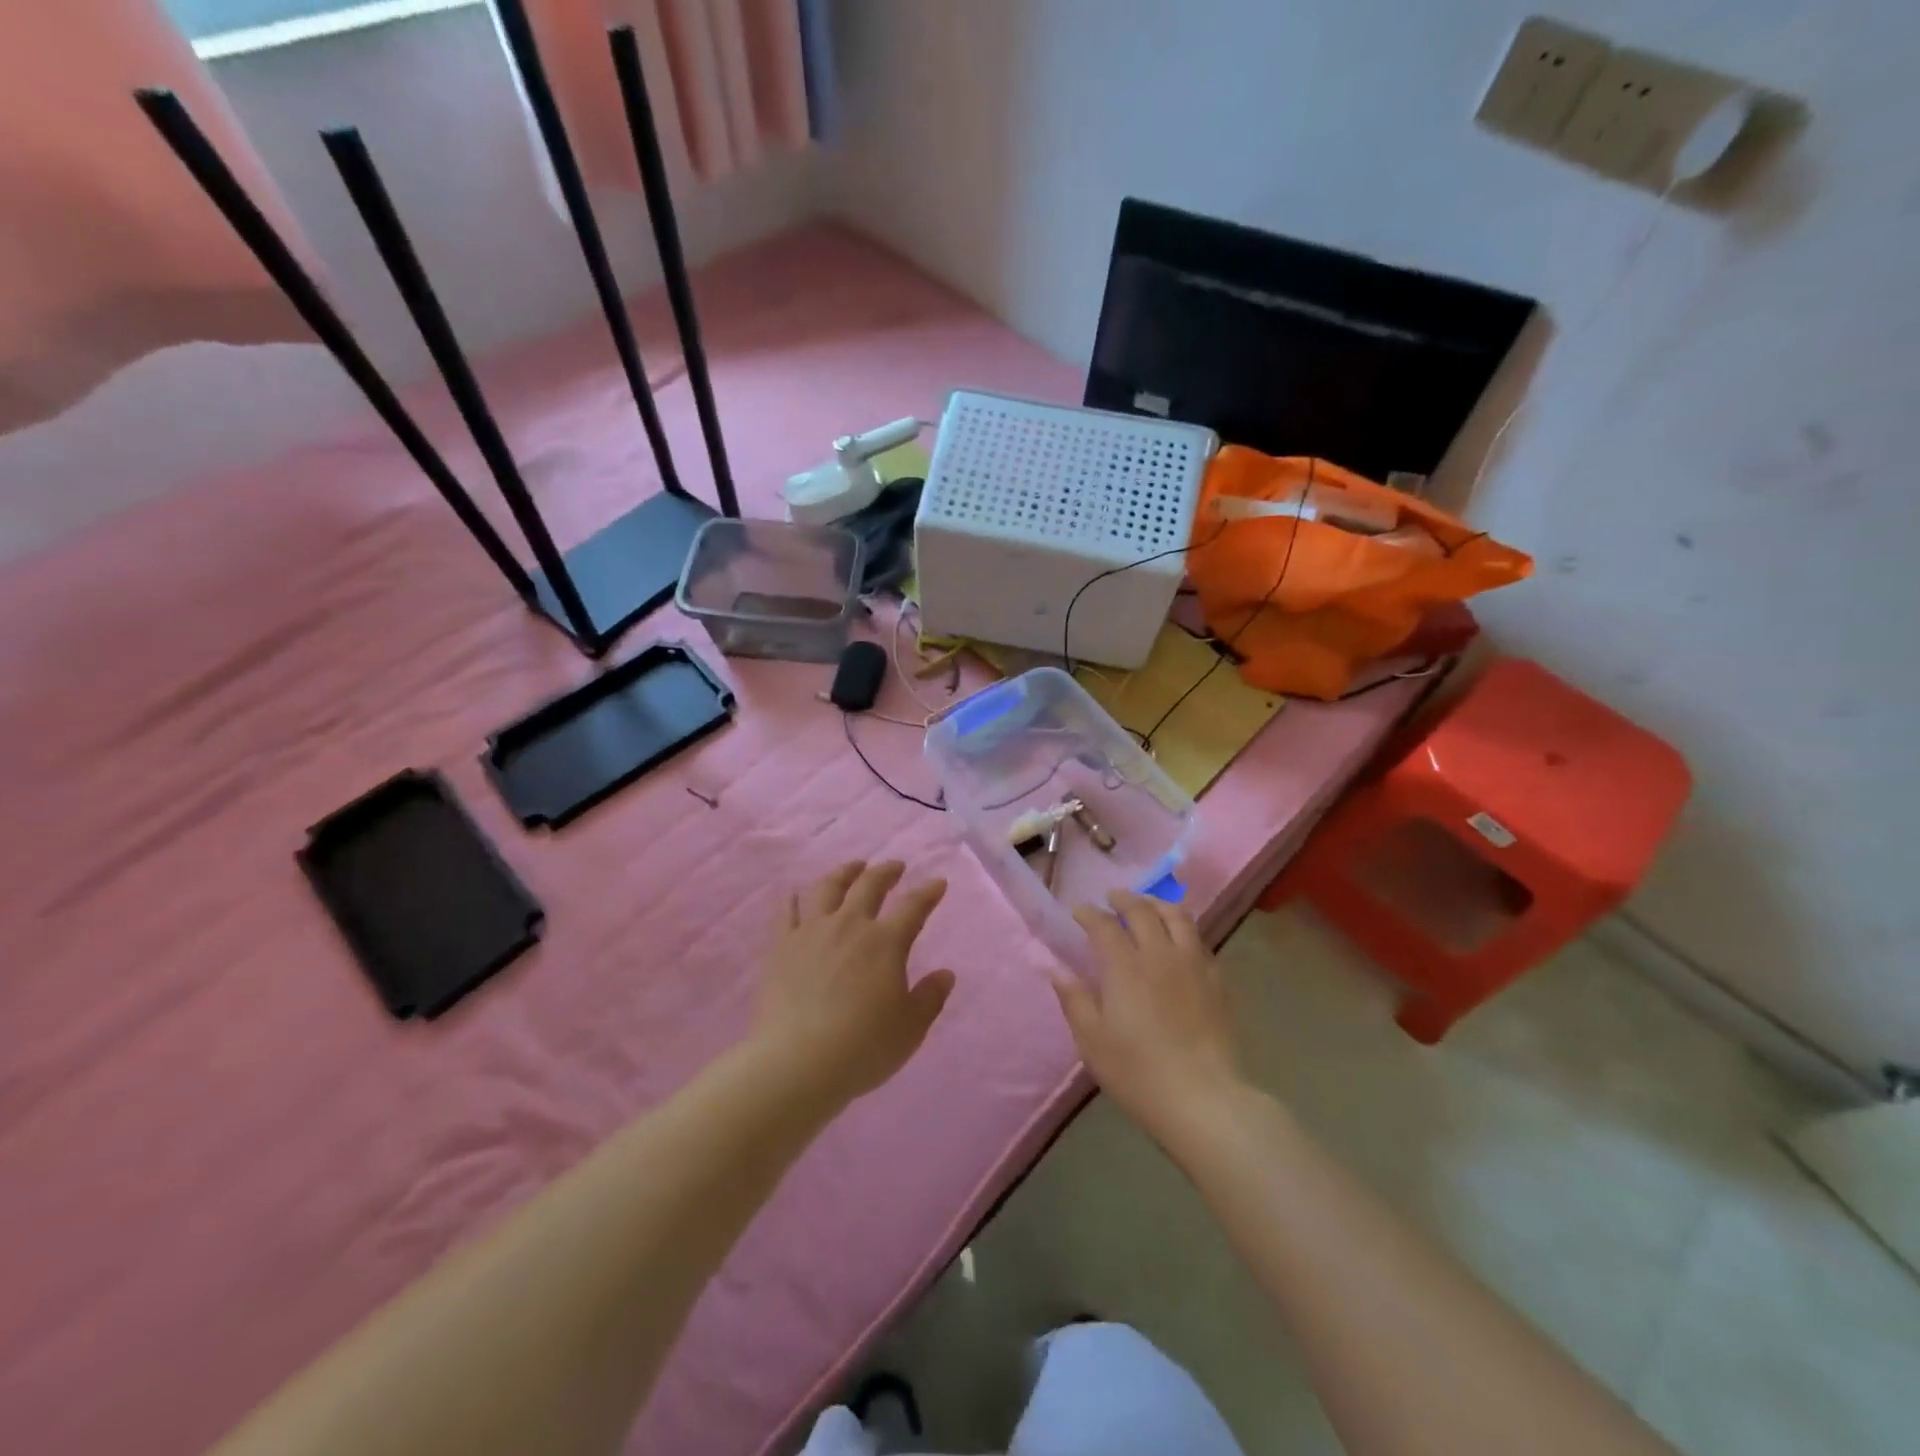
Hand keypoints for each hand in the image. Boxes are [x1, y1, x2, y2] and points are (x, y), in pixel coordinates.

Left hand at [754, 861, 955, 1107]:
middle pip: (869, 885)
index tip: (937, 882)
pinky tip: (799, 895)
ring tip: (853, 868)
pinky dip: (797, 899)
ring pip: (828, 888)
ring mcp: (811, 932)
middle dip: (886, 871)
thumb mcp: (910, 1029)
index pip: (913, 907)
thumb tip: (945, 974)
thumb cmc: (862, 1047)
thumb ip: (930, 998)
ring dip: (844, 873)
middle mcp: (849, 926)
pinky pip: (788, 912)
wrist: (797, 1063)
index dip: (928, 892)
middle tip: (895, 866)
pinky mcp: (781, 947)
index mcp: (885, 943)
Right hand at [1054, 891, 1245, 1147]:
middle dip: (1123, 899)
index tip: (1078, 911)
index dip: (1088, 914)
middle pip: (1142, 911)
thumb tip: (1057, 969)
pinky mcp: (1217, 981)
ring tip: (1147, 906)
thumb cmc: (1138, 1072)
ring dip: (1157, 904)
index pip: (1103, 925)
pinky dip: (1183, 929)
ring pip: (1177, 917)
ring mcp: (1193, 964)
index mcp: (1124, 966)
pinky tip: (1179, 940)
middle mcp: (1160, 954)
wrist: (1203, 1099)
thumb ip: (1074, 1000)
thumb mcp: (1092, 1041)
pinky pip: (1199, 940)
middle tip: (1112, 898)